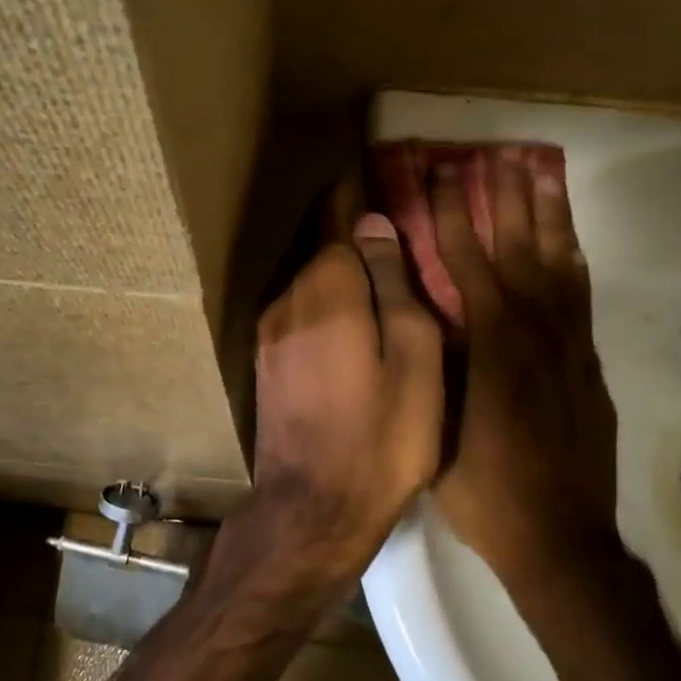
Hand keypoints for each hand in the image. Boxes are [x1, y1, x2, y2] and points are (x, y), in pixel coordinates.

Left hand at [224, 211, 443, 601]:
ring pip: (308, 280)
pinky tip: (351, 315)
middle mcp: (287, 298)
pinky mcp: (265, 363)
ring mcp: (269, 332)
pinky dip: (325, 299)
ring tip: (376, 266)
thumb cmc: (382, 436)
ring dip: (337, 267)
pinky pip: (299, 310)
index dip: (356, 193)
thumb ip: (395, 285)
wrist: (313, 511)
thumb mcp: (415, 357)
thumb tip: (375, 226)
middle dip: (348, 226)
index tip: (373, 169)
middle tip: (386, 217)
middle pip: (319, 245)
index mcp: (327, 288)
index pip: (338, 218)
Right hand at [430, 151, 624, 593]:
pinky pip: (581, 295)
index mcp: (492, 342)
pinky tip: (566, 240)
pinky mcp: (588, 361)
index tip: (443, 173)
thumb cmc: (485, 489)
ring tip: (539, 171)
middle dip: (504, 196)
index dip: (453, 213)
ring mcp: (570, 344)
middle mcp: (536, 330)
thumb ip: (434, 360)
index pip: (467, 260)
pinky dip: (572, 258)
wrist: (561, 538)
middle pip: (519, 246)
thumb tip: (421, 307)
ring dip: (547, 213)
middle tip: (495, 152)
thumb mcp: (438, 425)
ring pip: (559, 261)